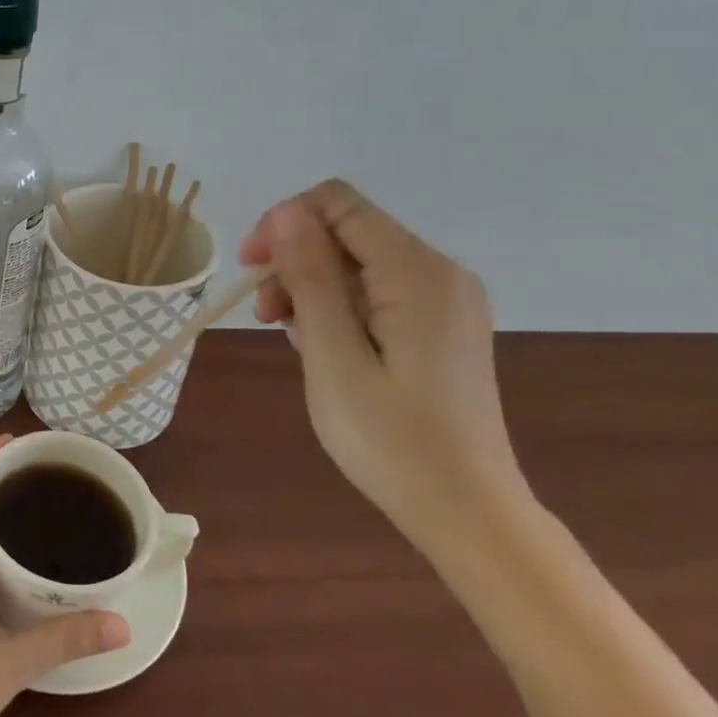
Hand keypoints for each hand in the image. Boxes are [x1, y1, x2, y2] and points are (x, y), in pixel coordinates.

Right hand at [240, 180, 531, 552]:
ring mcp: (445, 301)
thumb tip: (285, 211)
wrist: (466, 511)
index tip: (251, 267)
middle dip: (295, 259)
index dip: (284, 222)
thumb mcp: (333, 355)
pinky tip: (320, 345)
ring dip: (311, 285)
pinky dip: (338, 307)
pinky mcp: (441, 326)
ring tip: (286, 333)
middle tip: (263, 313)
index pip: (339, 204)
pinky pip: (376, 292)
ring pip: (358, 262)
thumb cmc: (390, 439)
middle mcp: (439, 273)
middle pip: (348, 231)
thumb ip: (309, 276)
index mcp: (417, 272)